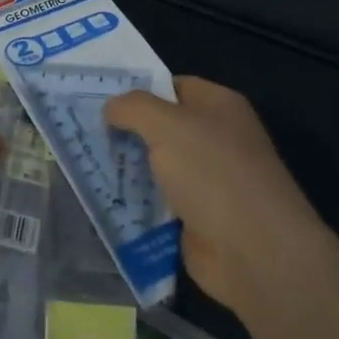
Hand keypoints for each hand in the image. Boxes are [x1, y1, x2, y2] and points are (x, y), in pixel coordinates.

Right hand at [105, 78, 323, 318]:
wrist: (254, 252)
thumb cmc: (213, 173)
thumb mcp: (167, 125)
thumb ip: (133, 108)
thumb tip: (110, 108)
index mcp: (219, 106)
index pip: (172, 86)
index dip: (137, 91)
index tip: (98, 100)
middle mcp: (216, 139)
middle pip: (162, 128)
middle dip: (127, 131)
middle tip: (84, 132)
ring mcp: (208, 181)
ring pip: (157, 166)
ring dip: (127, 169)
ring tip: (84, 165)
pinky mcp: (198, 218)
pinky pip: (158, 202)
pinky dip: (136, 203)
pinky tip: (104, 200)